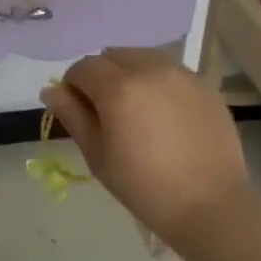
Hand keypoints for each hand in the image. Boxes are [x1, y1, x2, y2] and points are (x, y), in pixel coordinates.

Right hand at [40, 48, 249, 244]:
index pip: (83, 67)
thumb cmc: (143, 185)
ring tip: (136, 109)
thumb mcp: (97, 154)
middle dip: (102, 75)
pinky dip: (157, 82)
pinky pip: (170, 71)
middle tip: (106, 110)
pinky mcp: (205, 85)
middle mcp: (150, 69)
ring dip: (130, 73)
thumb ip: (72, 115)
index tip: (78, 110)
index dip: (73, 85)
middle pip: (113, 55)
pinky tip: (163, 114)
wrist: (209, 205)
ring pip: (143, 58)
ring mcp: (182, 75)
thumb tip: (52, 90)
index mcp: (118, 87)